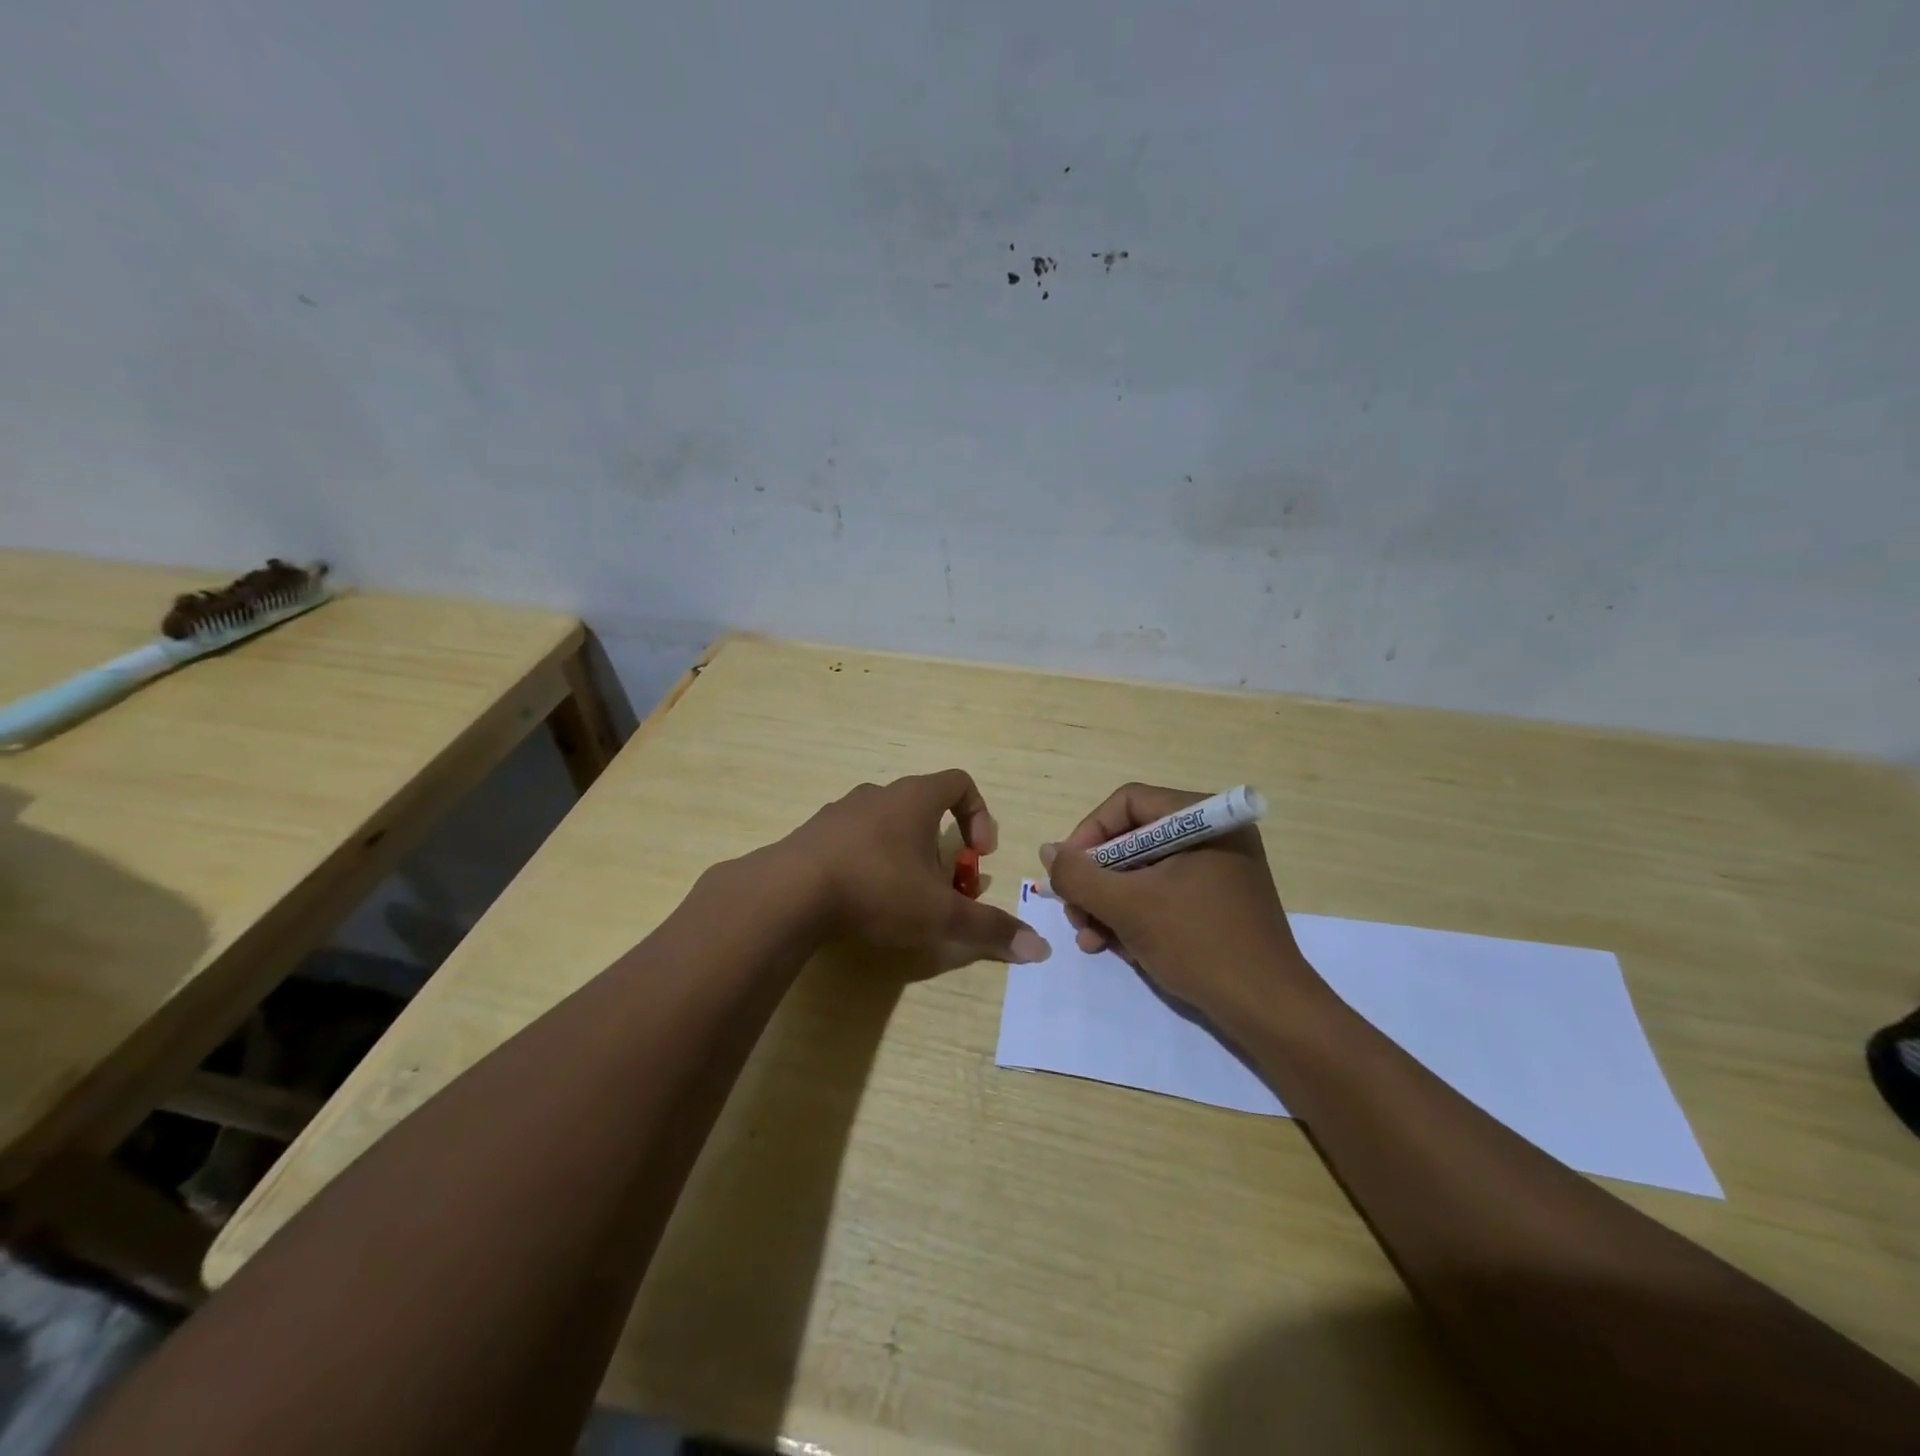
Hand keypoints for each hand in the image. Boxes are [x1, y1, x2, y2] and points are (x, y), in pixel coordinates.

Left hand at [783, 770, 1050, 963]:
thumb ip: (988, 928)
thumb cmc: (877, 889)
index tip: (977, 855)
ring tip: (903, 896)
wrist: (789, 893)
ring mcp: (841, 811)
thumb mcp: (939, 914)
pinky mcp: (813, 834)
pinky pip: (854, 839)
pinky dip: (869, 861)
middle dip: (942, 847)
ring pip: (887, 824)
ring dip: (905, 854)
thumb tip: (1040, 948)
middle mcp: (879, 794)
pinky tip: (861, 898)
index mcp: (914, 798)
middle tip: (943, 887)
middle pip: (924, 808)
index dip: (979, 815)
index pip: (961, 783)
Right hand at [1039, 782, 1316, 1024]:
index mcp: (1204, 819)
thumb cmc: (1199, 945)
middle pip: (1133, 840)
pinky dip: (1135, 916)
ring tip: (1089, 938)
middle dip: (1097, 879)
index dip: (1089, 833)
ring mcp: (1218, 870)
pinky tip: (1114, 946)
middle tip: (1074, 911)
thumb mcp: (1128, 907)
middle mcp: (1213, 835)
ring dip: (1109, 903)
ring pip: (1144, 872)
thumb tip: (1049, 851)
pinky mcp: (1218, 902)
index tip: (1066, 872)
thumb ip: (1080, 875)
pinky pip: (1163, 894)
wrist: (1269, 1011)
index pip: (1128, 803)